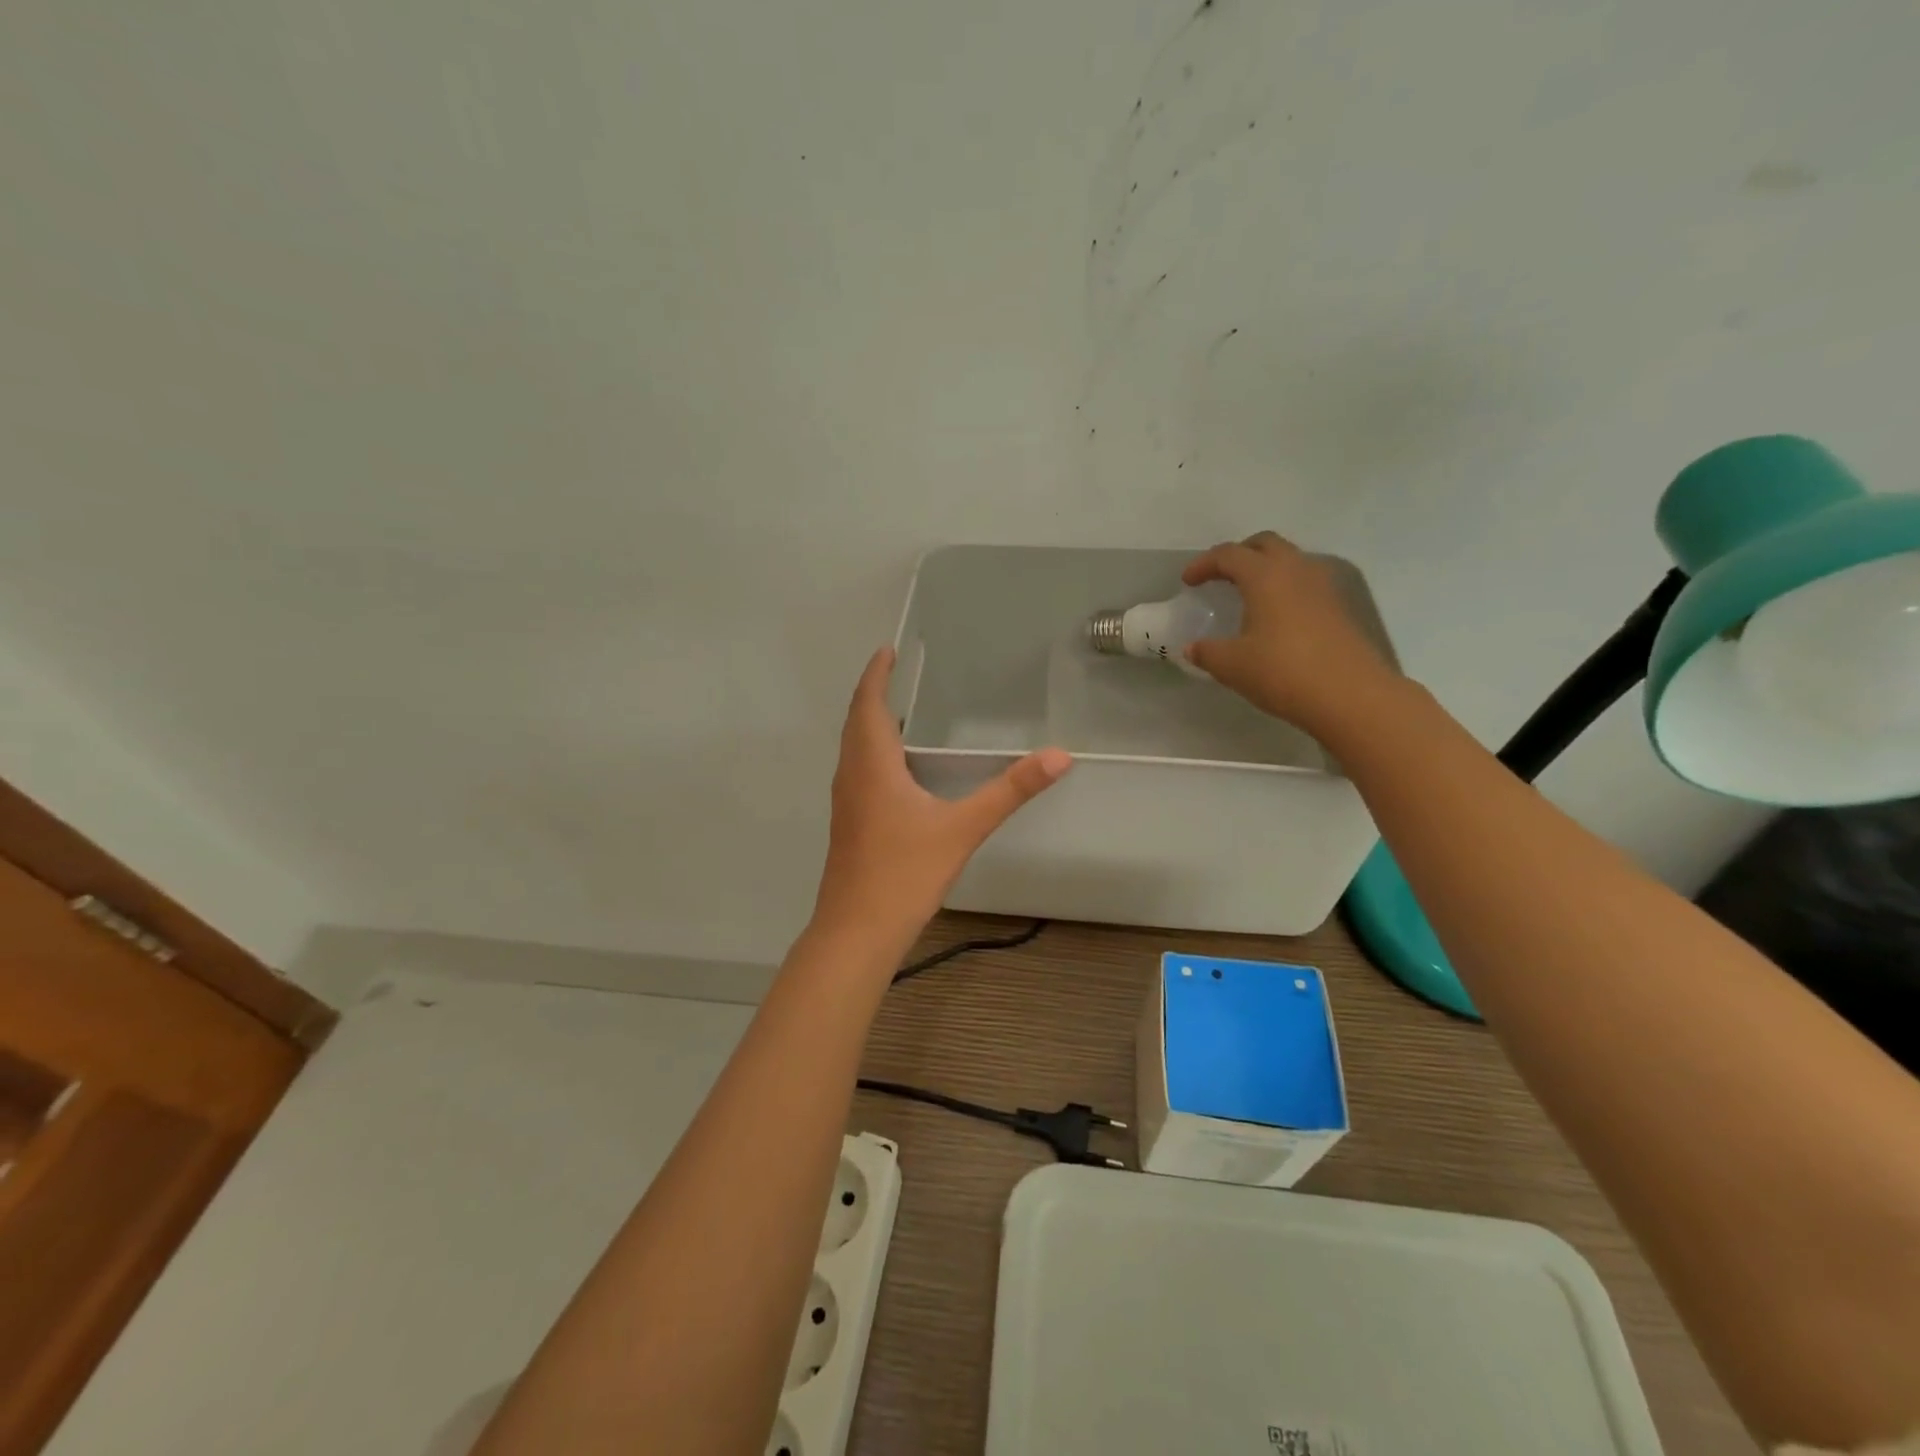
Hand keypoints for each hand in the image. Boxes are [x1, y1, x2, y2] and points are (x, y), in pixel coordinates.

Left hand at [811, 648, 1071, 950]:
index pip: (868, 704)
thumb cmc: (904, 873)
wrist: (856, 931)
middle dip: (874, 694)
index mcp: (871, 764)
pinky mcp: (849, 823)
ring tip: (902, 715)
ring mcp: (845, 801)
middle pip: (856, 722)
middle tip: (898, 674)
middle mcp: (851, 775)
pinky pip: (858, 771)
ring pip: (854, 749)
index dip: (876, 674)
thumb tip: (1058, 756)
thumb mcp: (963, 828)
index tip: (887, 650)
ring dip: (871, 724)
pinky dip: (873, 753)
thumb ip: (1010, 791)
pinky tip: (900, 772)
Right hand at [1182, 532, 1400, 737]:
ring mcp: (1324, 587)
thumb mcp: (1232, 666)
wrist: (1351, 696)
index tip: (1188, 582)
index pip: (1229, 554)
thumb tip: (1192, 648)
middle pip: (1265, 544)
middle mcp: (1297, 570)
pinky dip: (1285, 588)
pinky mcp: (1340, 607)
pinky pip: (1306, 582)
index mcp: (1265, 576)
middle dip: (1239, 554)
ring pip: (1290, 560)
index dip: (1204, 564)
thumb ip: (1207, 652)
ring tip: (1248, 594)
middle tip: (1220, 576)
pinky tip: (1276, 616)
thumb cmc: (1283, 672)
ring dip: (1266, 568)